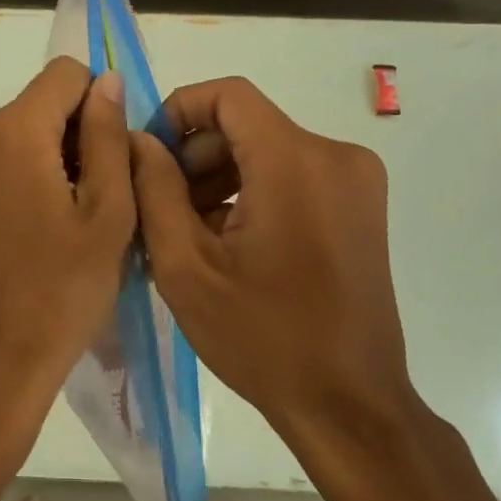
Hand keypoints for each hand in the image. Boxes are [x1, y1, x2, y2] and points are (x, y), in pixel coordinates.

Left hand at [0, 57, 134, 457]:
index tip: (112, 154)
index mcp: (11, 133)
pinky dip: (22, 176)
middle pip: (38, 104)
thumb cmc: (63, 289)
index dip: (98, 102)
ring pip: (17, 133)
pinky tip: (37, 227)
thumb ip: (108, 136)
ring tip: (70, 218)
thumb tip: (106, 81)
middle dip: (75, 134)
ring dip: (50, 157)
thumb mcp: (108, 212)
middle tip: (99, 196)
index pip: (64, 75)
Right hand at [130, 77, 426, 460]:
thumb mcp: (186, 266)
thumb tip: (139, 140)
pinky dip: (253, 191)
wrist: (349, 404)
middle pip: (246, 124)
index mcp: (295, 162)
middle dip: (195, 154)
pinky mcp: (360, 205)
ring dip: (220, 176)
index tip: (149, 155)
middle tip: (159, 205)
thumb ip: (154, 189)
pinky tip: (226, 240)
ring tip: (187, 230)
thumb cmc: (262, 338)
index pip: (228, 95)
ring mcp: (355, 181)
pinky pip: (292, 173)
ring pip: (267, 149)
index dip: (178, 110)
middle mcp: (335, 155)